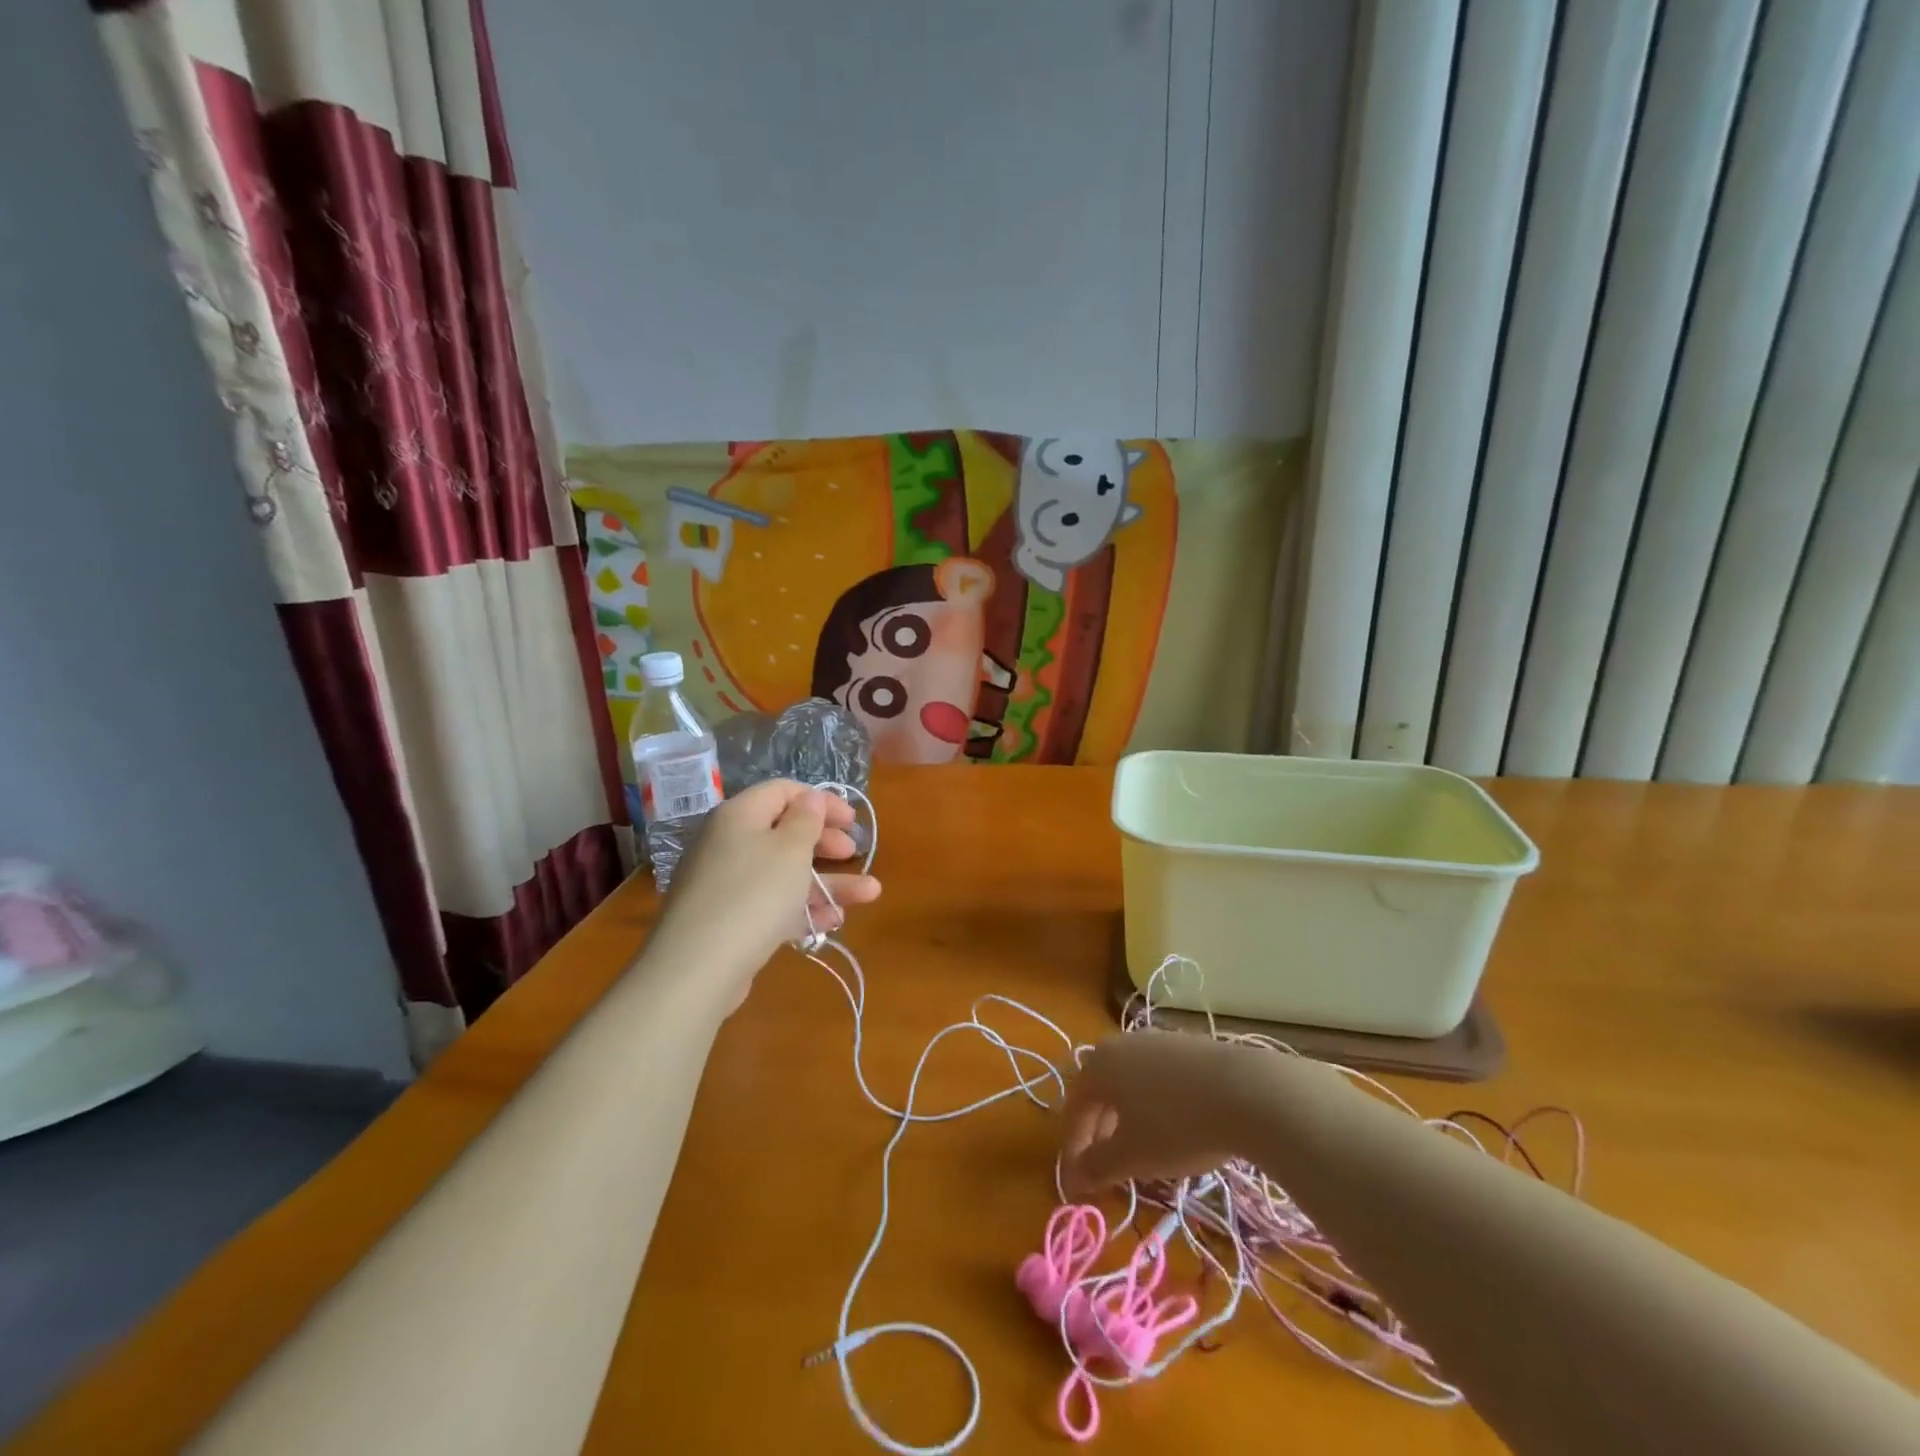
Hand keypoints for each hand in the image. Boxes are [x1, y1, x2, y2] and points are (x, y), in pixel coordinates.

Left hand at [650, 779, 880, 1001]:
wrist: (698, 968)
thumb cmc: (754, 894)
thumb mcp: (791, 850)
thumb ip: (806, 819)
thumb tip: (809, 798)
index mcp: (740, 815)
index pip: (783, 791)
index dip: (821, 800)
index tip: (852, 820)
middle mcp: (729, 843)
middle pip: (785, 832)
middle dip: (826, 843)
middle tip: (854, 853)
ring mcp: (727, 884)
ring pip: (785, 873)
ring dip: (828, 881)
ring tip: (869, 894)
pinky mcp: (729, 920)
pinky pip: (772, 903)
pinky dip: (802, 908)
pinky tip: (834, 921)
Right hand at [1059, 1033, 1275, 1194]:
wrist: (1246, 1091)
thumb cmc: (1176, 1125)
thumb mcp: (1132, 1156)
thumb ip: (1098, 1166)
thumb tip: (1075, 1178)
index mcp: (1099, 1064)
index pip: (1075, 1108)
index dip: (1074, 1147)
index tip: (1080, 1183)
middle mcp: (1122, 1044)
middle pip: (1101, 1092)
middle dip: (1100, 1132)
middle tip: (1109, 1168)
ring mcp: (1158, 1040)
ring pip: (1131, 1083)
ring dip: (1128, 1118)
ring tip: (1144, 1151)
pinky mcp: (1189, 1045)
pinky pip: (1159, 1078)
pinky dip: (1156, 1105)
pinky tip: (1176, 1129)